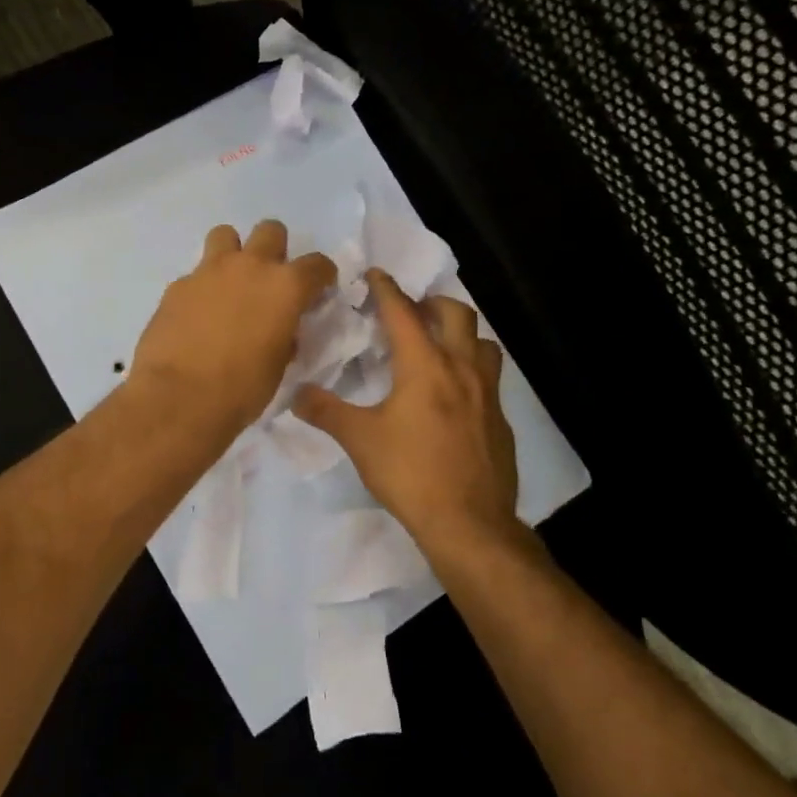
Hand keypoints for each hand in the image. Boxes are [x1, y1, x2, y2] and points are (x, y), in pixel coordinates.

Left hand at [132, 221, 336, 440]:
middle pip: (271, 231)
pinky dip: (202, 287)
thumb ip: (285, 337)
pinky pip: (196, 274)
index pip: (317, 264)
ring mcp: (209, 271)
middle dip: (275, 249)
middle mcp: (250, 267)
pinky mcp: (177, 285)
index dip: (322, 276)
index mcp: (285, 287)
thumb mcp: (278, 366)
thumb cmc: (241, 389)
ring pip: (225, 235)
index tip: (318, 289)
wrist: (178, 398)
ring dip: (233, 253)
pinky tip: (197, 315)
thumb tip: (281, 331)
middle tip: (270, 279)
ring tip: (230, 283)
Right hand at [294, 270, 519, 556]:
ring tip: (438, 345)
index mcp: (425, 366)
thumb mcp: (360, 441)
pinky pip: (490, 377)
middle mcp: (462, 369)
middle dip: (432, 303)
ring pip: (482, 343)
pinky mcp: (500, 419)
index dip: (387, 289)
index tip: (375, 273)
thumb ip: (326, 411)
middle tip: (411, 310)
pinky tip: (455, 395)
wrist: (469, 523)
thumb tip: (295, 394)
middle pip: (456, 314)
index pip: (403, 313)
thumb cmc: (411, 474)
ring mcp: (488, 394)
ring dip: (460, 333)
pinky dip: (471, 369)